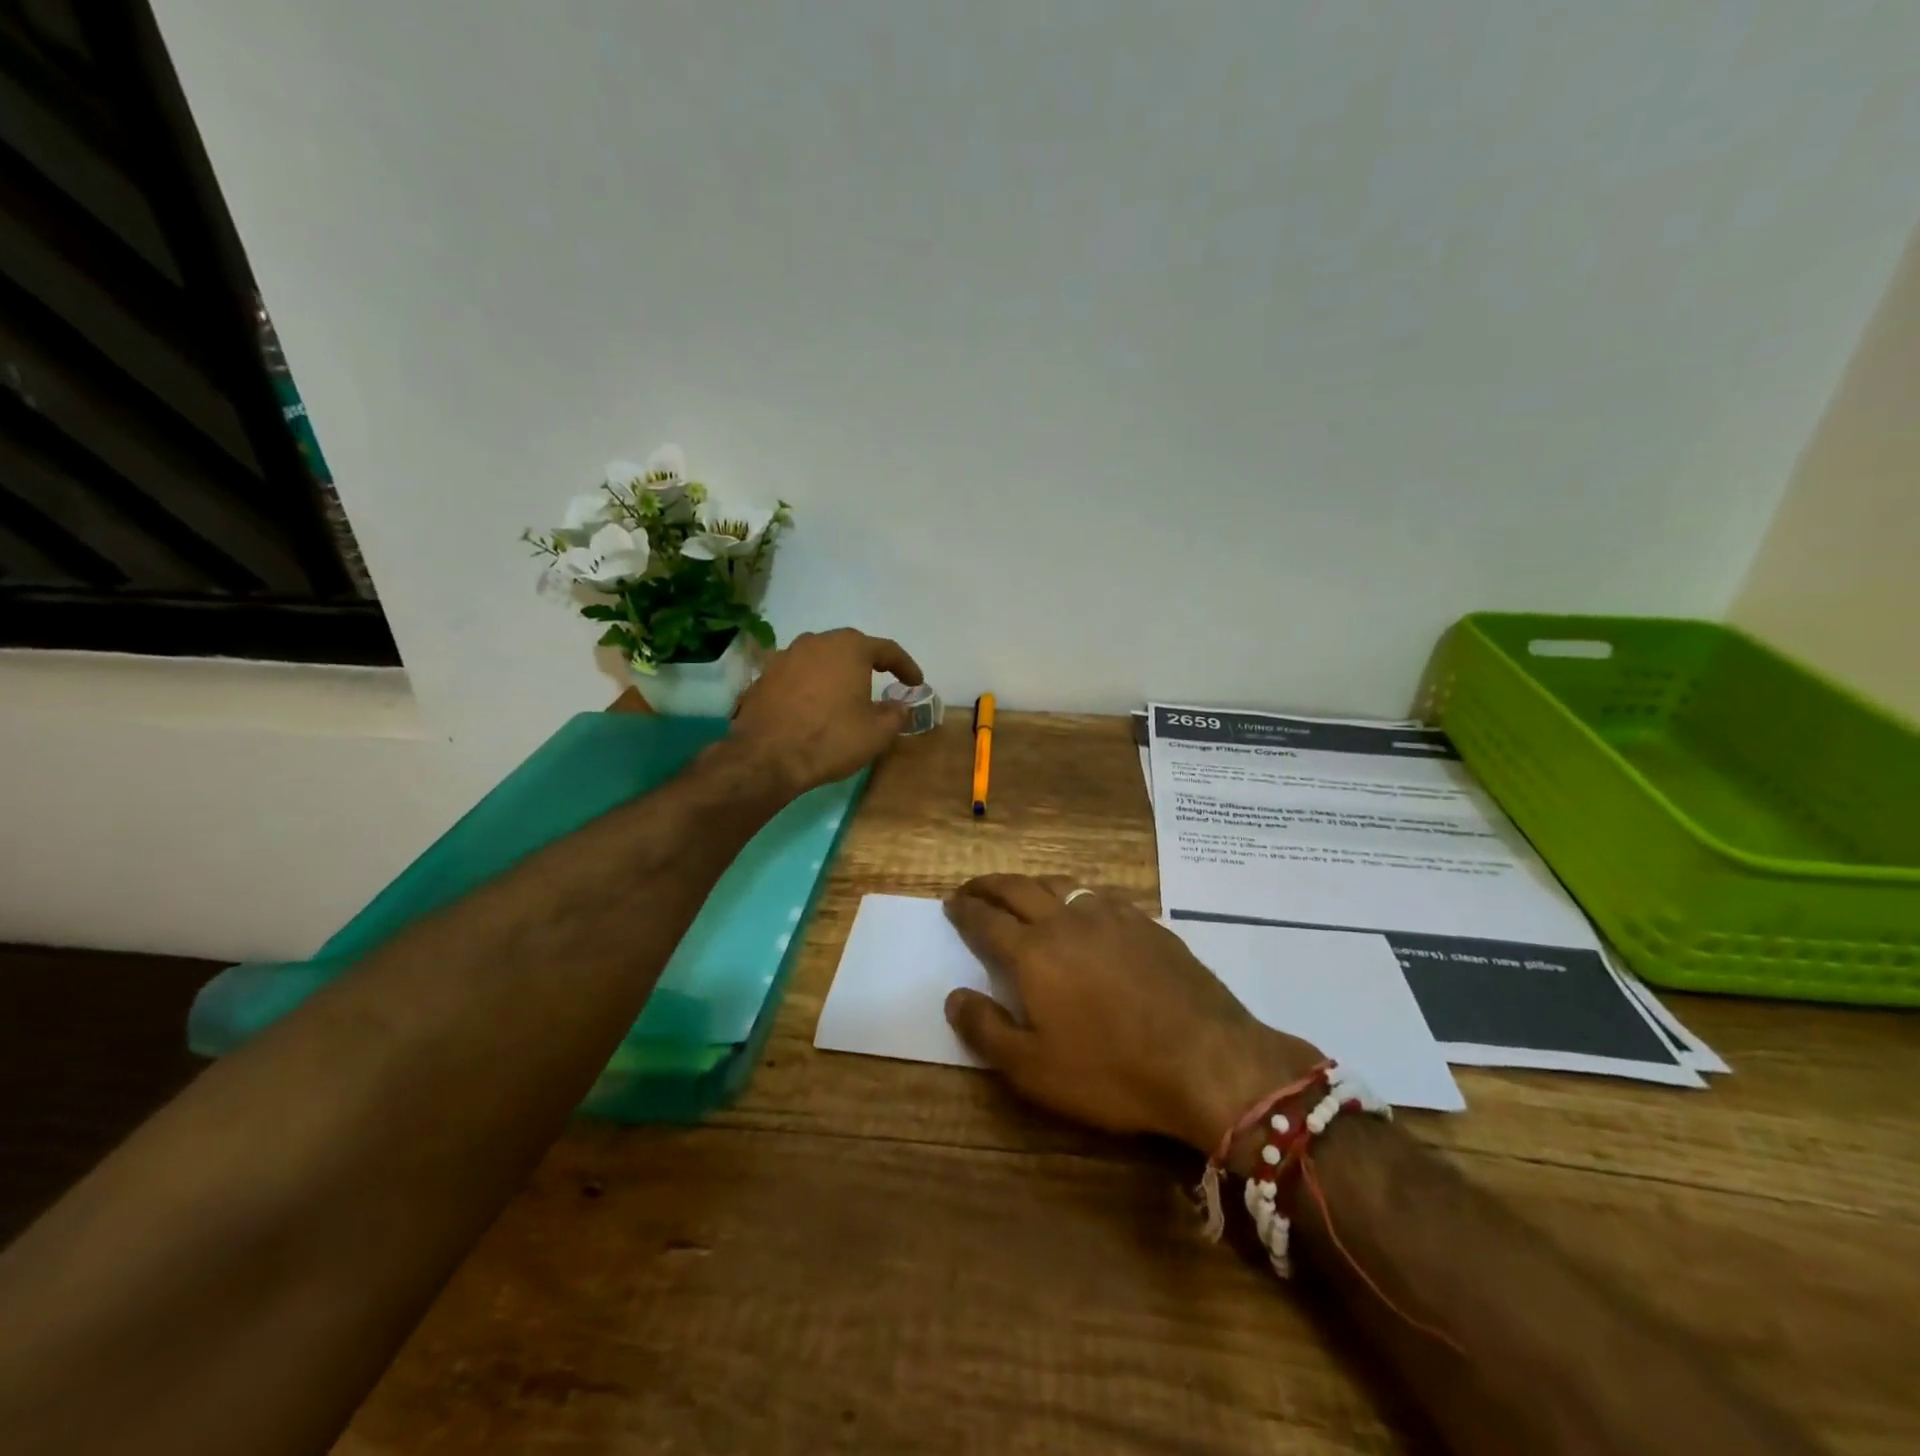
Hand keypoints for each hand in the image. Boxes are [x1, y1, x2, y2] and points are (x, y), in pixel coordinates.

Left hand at [729, 628, 923, 794]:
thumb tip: (900, 706)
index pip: (887, 649)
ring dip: (836, 673)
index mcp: (849, 647)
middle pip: (850, 648)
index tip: (915, 683)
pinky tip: (814, 706)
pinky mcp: (764, 676)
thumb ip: (896, 714)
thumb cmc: (831, 738)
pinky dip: (811, 685)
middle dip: (868, 664)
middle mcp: (816, 642)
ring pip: (821, 659)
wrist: (767, 757)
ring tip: (845, 694)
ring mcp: (785, 656)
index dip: (905, 666)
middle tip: (882, 681)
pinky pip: (798, 675)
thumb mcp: (877, 732)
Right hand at [942, 875, 1322, 1155]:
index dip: (966, 911)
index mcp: (1034, 952)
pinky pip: (1098, 894)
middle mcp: (1068, 921)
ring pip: (1060, 883)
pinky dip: (1074, 892)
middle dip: (990, 886)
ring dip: (1031, 882)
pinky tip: (1081, 906)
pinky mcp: (1146, 923)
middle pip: (1019, 889)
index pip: (988, 921)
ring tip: (1020, 890)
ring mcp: (1111, 916)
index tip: (951, 903)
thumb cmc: (1111, 1070)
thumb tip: (954, 996)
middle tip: (973, 888)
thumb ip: (986, 1030)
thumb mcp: (1034, 1069)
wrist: (1205, 1059)